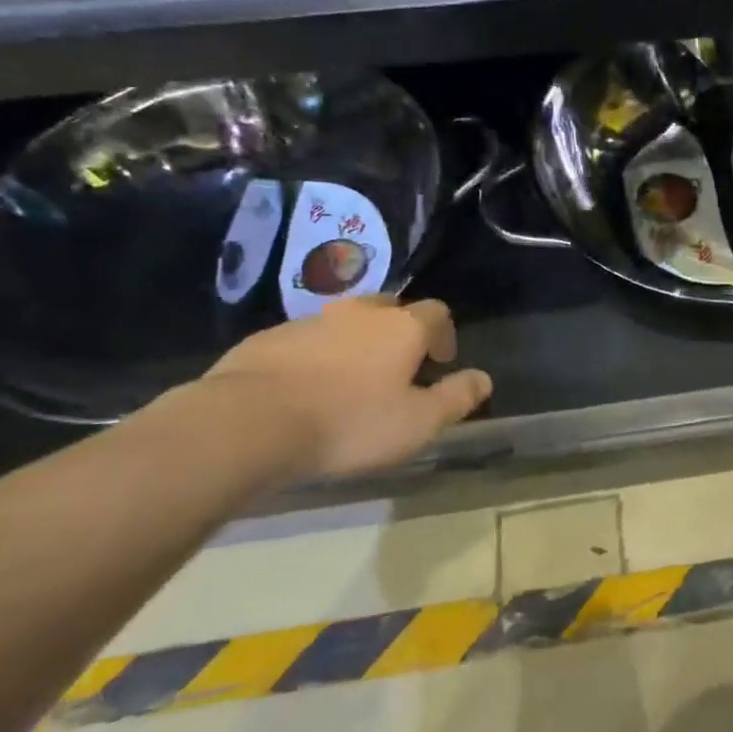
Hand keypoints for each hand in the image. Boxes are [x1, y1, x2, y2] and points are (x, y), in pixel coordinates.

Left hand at [200, 297, 492, 480]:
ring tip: (349, 383)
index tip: (440, 363)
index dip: (444, 335)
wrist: (248, 423)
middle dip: (399, 331)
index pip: (437, 313)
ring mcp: (309, 321)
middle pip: (390, 308)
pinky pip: (304, 340)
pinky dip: (315, 357)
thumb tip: (484, 379)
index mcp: (401, 328)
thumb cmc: (349, 423)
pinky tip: (305, 391)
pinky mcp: (267, 338)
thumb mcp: (418, 423)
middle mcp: (359, 313)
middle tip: (397, 368)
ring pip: (344, 323)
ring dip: (355, 343)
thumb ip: (456, 398)